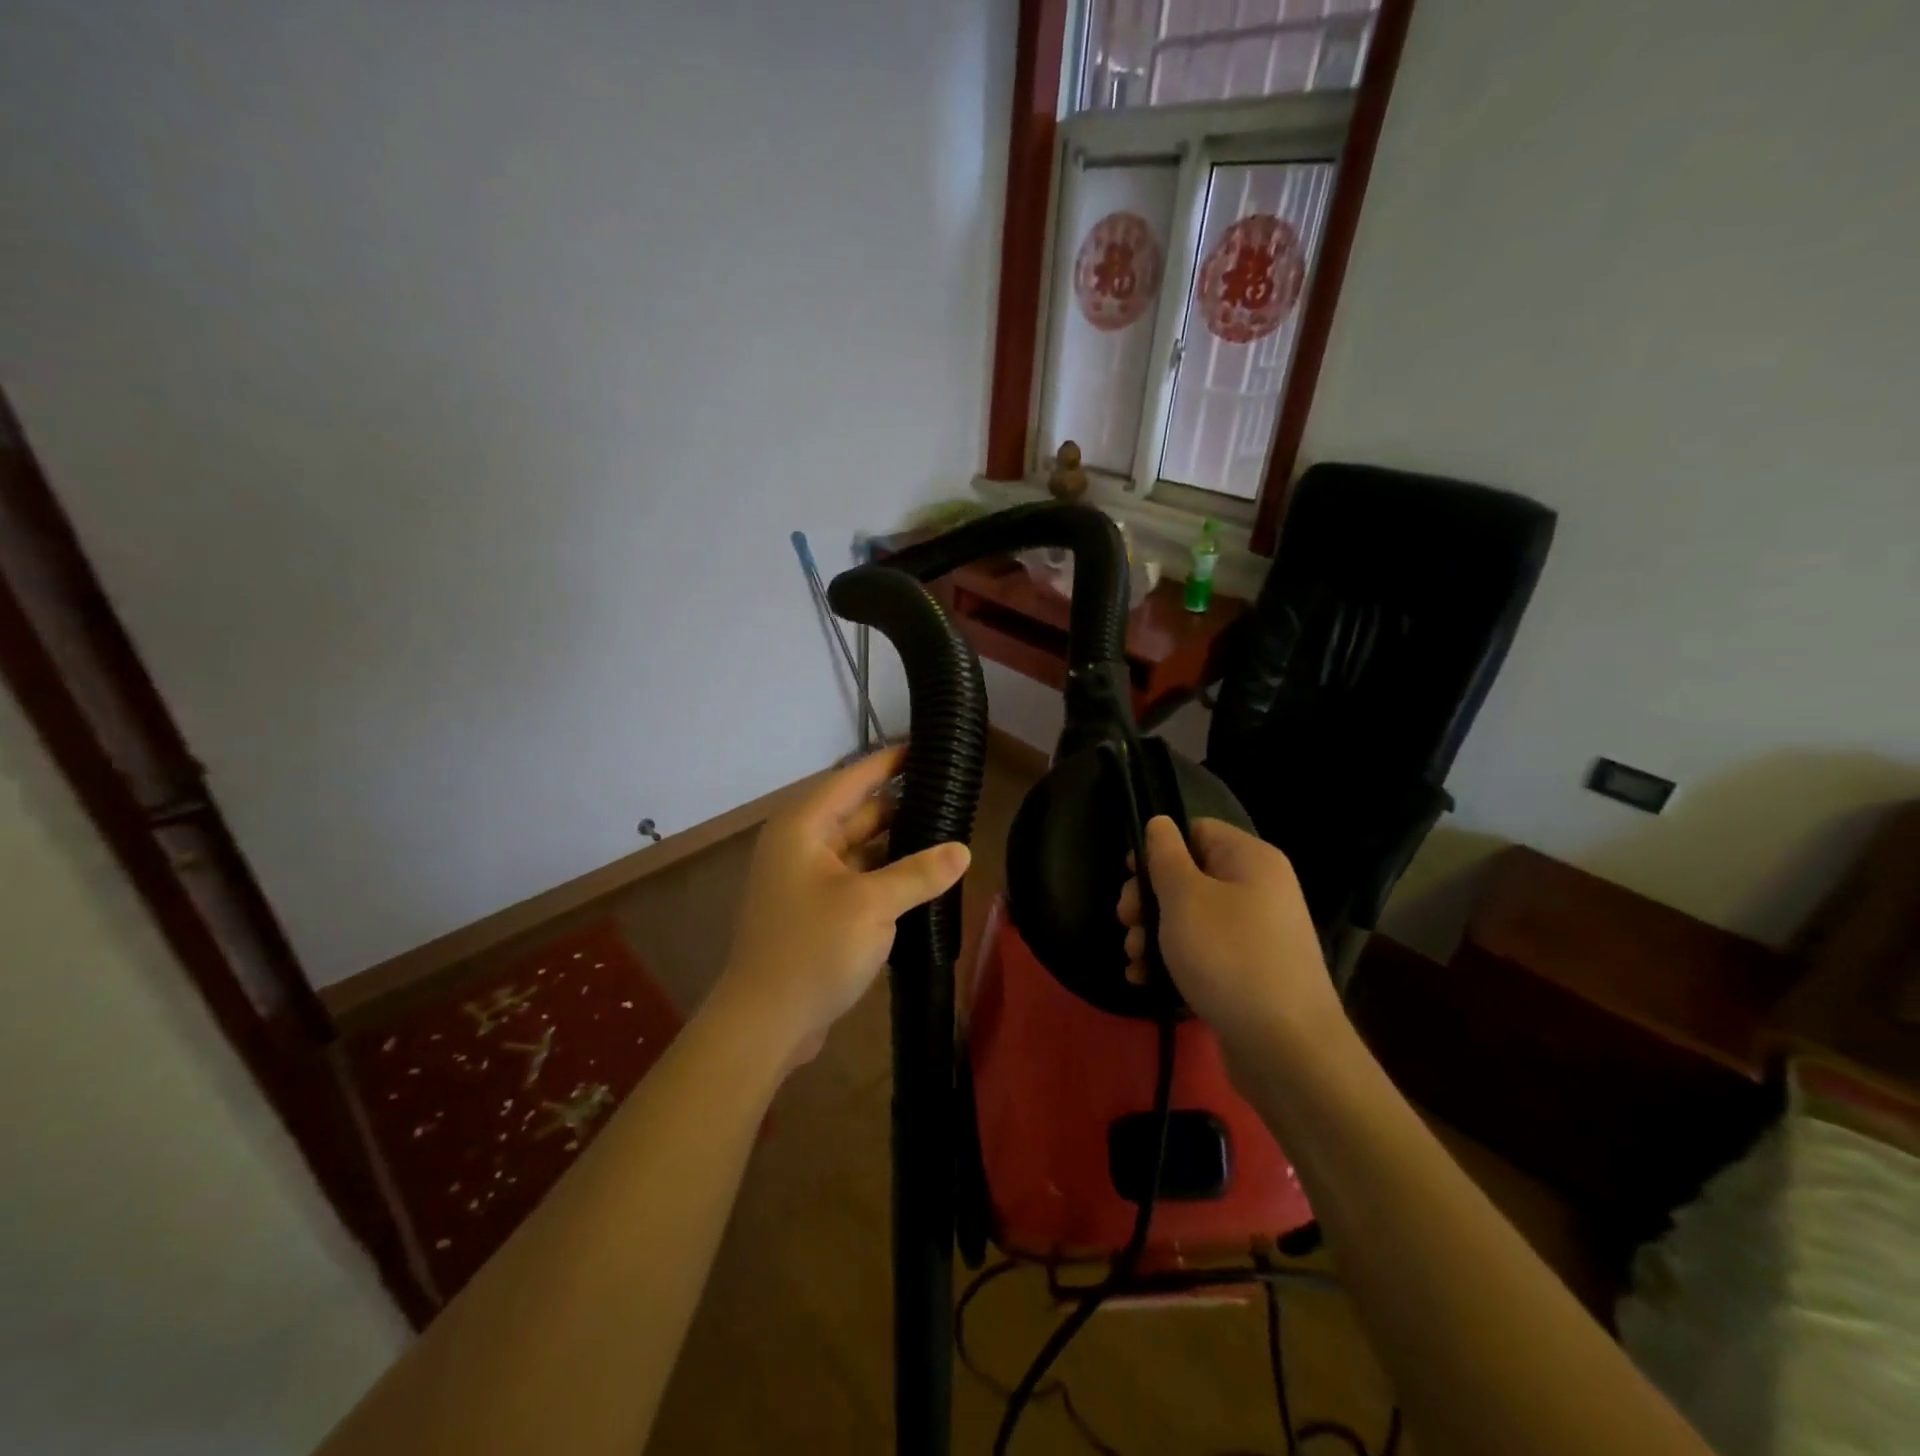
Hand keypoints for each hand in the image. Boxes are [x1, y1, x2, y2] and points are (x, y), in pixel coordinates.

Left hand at [714, 746, 970, 1067]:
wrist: (764, 1023)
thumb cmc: (813, 950)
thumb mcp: (873, 905)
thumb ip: (919, 873)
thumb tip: (962, 850)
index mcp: (804, 827)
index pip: (853, 779)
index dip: (890, 762)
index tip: (926, 748)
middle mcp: (801, 845)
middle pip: (859, 813)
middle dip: (902, 807)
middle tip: (952, 799)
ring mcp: (806, 879)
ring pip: (861, 848)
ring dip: (898, 845)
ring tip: (947, 837)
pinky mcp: (814, 910)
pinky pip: (857, 878)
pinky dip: (886, 876)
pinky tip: (922, 880)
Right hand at [1117, 816, 1340, 1059]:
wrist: (1286, 1050)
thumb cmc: (1229, 957)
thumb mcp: (1185, 897)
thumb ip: (1165, 855)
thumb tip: (1160, 822)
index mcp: (1250, 860)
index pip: (1197, 830)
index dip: (1159, 849)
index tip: (1131, 877)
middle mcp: (1258, 890)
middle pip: (1189, 876)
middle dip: (1148, 899)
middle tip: (1127, 922)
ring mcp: (1256, 934)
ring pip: (1190, 918)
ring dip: (1153, 935)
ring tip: (1134, 959)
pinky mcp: (1249, 972)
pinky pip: (1203, 953)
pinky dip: (1173, 962)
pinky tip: (1146, 980)